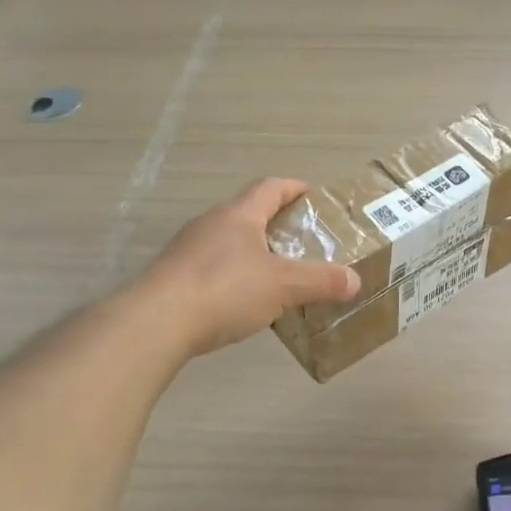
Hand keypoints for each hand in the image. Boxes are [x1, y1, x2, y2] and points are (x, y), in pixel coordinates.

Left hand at [141, 178, 359, 357]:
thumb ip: (321, 281)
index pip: (270, 187)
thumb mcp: (283, 285)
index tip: (314, 197)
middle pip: (249, 214)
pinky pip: (214, 269)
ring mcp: (188, 251)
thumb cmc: (225, 290)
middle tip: (306, 243)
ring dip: (256, 253)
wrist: (155, 323)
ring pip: (230, 243)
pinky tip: (246, 302)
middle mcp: (211, 224)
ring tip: (281, 276)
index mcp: (238, 215)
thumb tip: (355, 281)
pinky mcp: (174, 279)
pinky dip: (235, 277)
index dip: (294, 188)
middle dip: (278, 224)